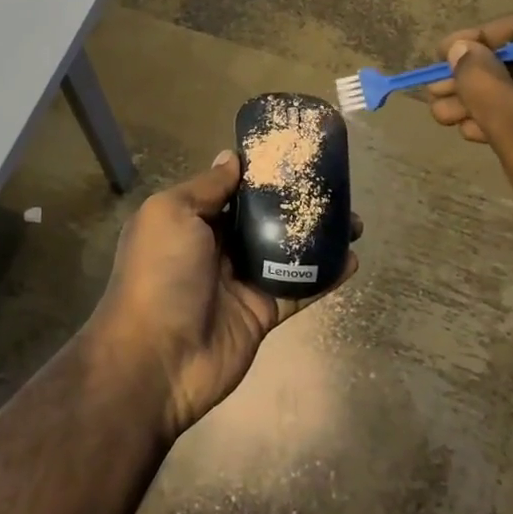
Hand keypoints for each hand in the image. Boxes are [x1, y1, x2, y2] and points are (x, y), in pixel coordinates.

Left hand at [87, 151, 359, 441]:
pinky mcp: (262, 312)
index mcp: (190, 220)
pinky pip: (298, 289)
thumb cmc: (160, 274)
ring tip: (354, 221)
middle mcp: (215, 247)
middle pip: (263, 218)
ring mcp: (241, 281)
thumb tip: (231, 158)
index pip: (232, 189)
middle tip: (337, 188)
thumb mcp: (170, 213)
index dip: (262, 173)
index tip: (296, 155)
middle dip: (297, 203)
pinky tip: (352, 260)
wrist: (158, 358)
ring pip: (286, 252)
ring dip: (318, 237)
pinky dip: (325, 276)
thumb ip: (206, 187)